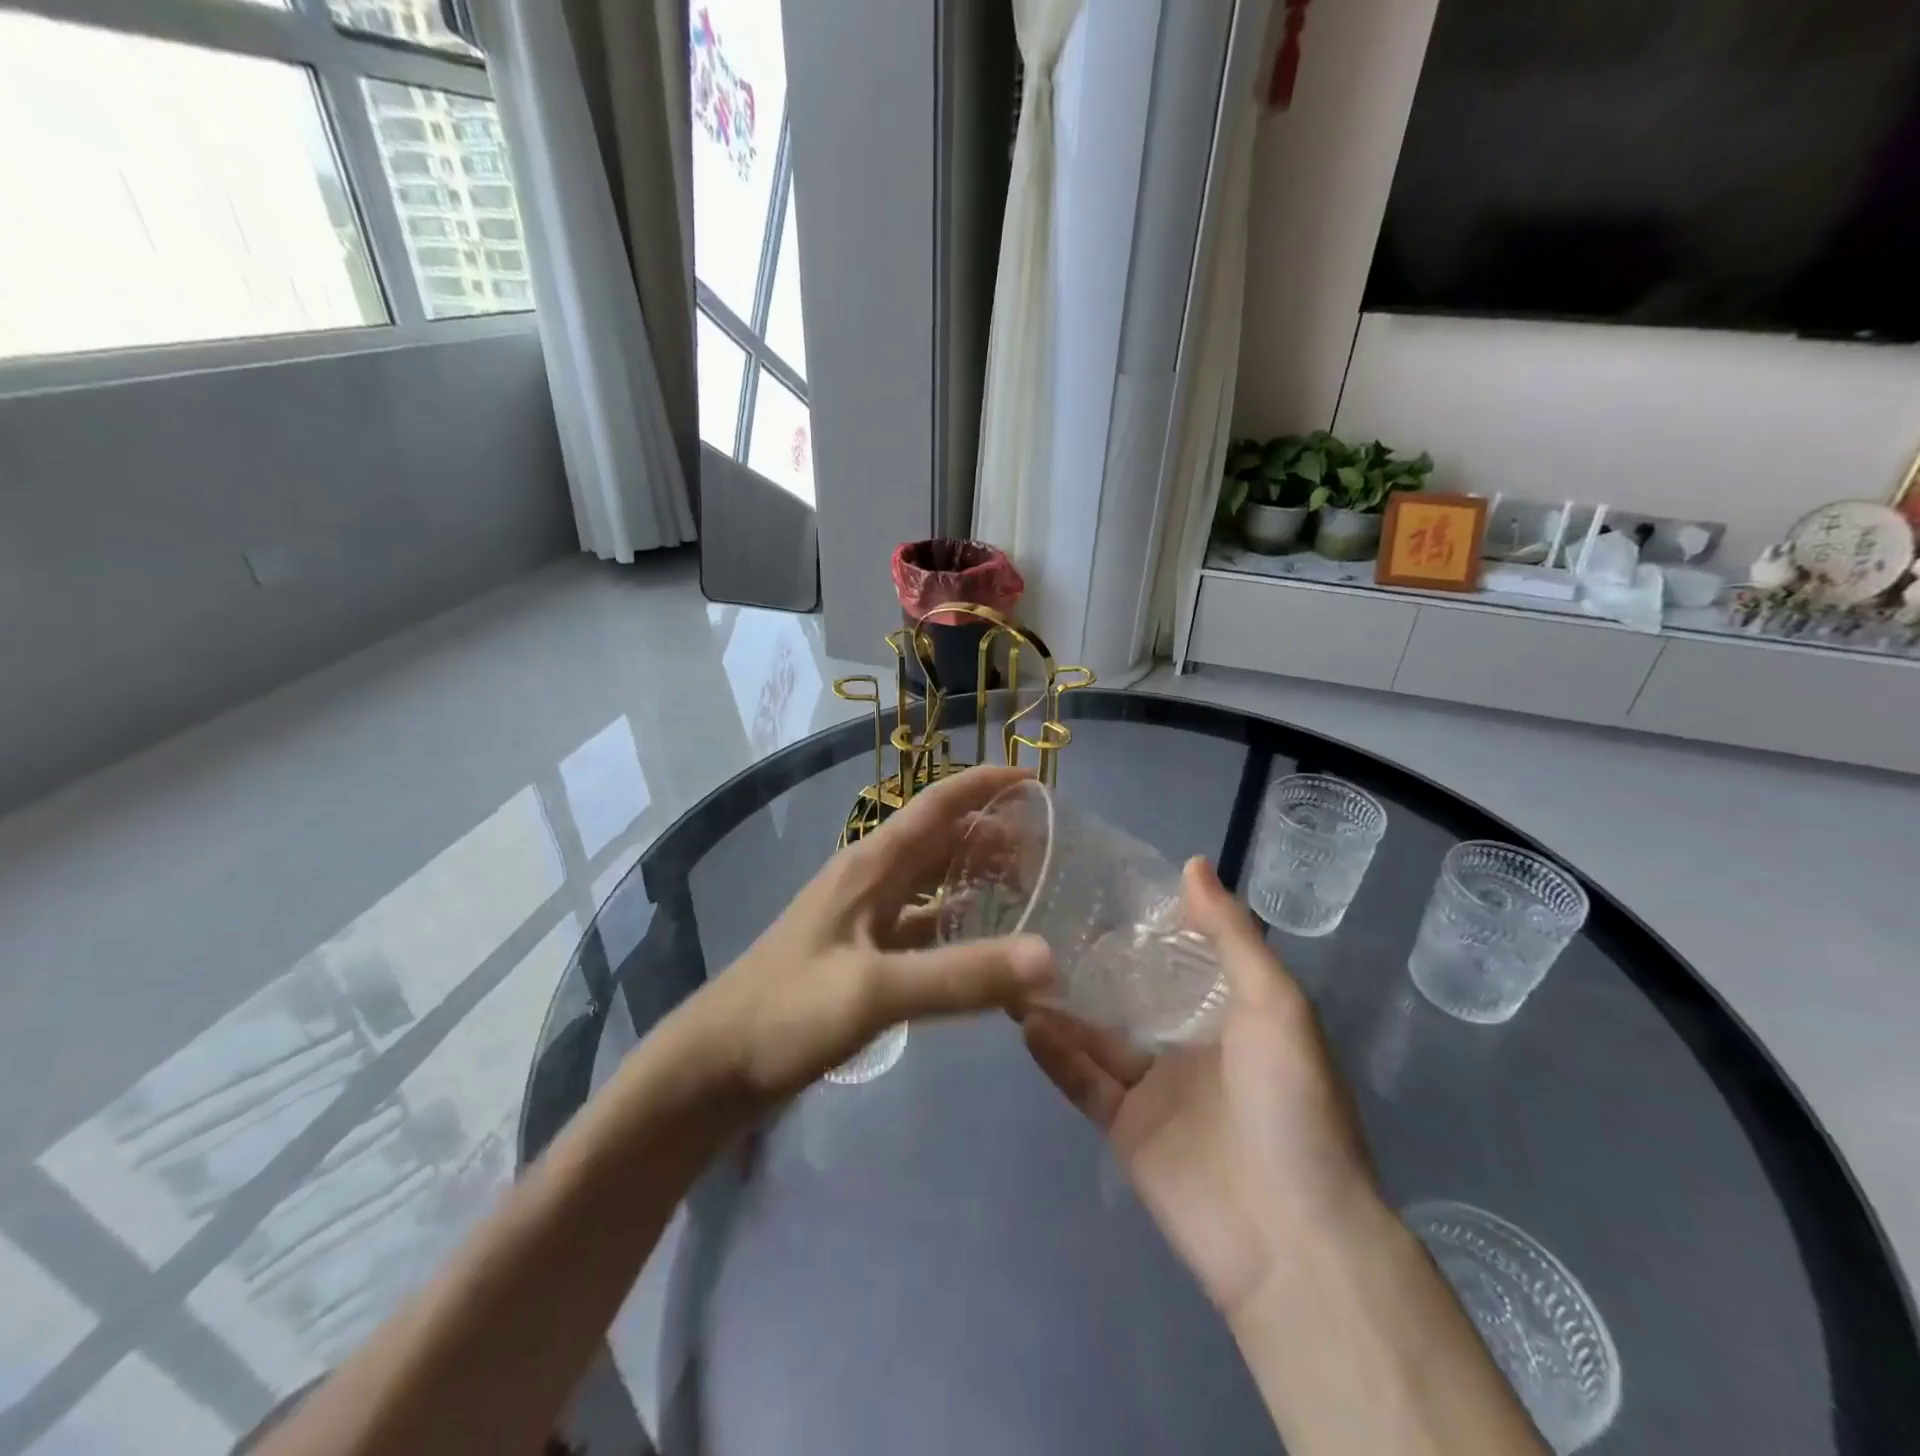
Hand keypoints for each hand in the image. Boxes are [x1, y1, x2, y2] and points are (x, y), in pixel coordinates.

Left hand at [691, 764, 1053, 1104]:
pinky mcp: (861, 959)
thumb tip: (1047, 957)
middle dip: (992, 836)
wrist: (714, 1066)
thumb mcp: (874, 991)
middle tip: (1048, 852)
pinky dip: (956, 930)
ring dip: (975, 881)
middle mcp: (869, 882)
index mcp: (870, 866)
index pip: (936, 805)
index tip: (1035, 781)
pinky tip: (982, 952)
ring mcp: (863, 921)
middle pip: (940, 842)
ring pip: (932, 885)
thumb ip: (960, 975)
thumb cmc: (786, 1013)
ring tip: (1028, 893)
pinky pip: (921, 929)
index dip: (983, 785)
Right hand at [1019, 859, 1376, 1320]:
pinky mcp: (1125, 1129)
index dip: (1146, 925)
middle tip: (1042, 919)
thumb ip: (1231, 934)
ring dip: (1061, 1005)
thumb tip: (1191, 862)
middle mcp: (1190, 1047)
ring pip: (1098, 1036)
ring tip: (1018, 963)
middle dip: (1093, 963)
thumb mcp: (1274, 1004)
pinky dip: (1056, 1053)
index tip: (1100, 884)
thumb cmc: (1291, 1104)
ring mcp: (1155, 1090)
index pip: (1181, 958)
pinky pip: (1084, 1081)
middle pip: (1131, 996)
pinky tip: (1025, 1019)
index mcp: (1231, 1015)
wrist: (1292, 1237)